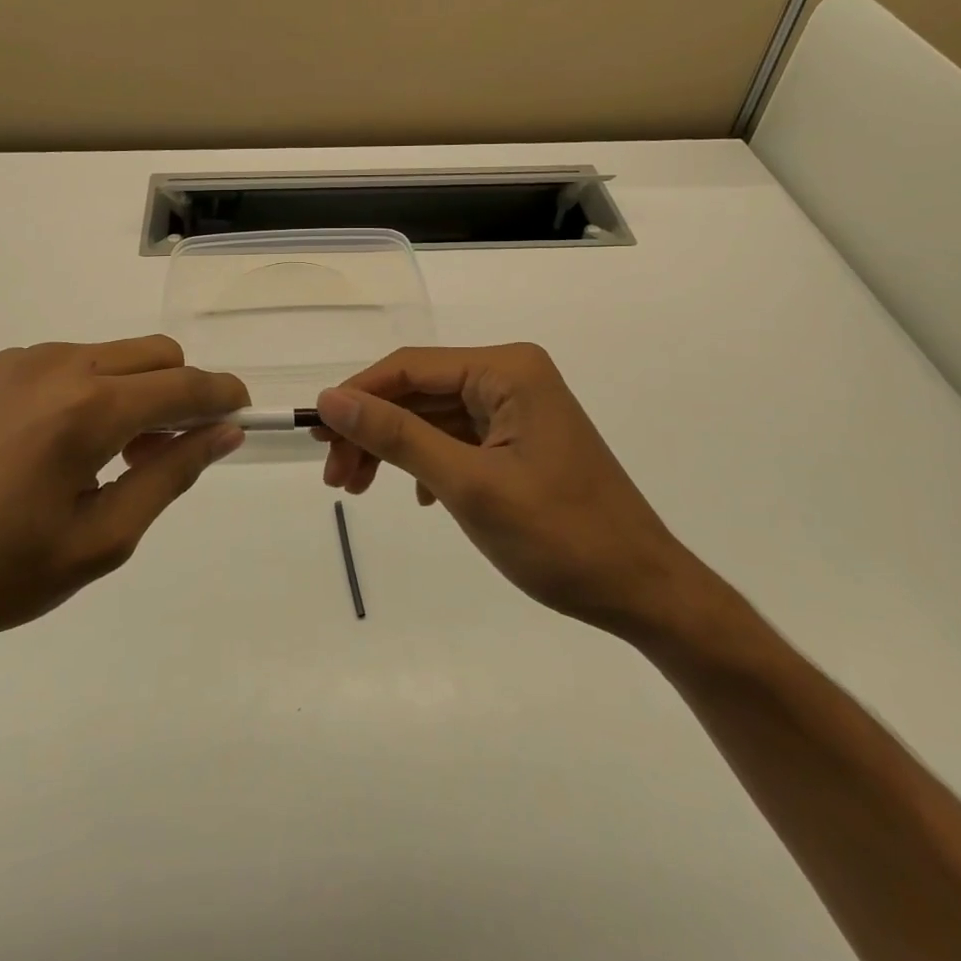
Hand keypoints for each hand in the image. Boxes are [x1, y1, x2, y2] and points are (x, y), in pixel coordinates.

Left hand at [0, 338, 246, 668]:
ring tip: (104, 455)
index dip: (223, 396)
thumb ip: (170, 475)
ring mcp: (13, 360)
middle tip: (168, 447)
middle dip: (180, 389)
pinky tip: (46, 447)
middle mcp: (56, 364)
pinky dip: (78, 391)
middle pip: (153, 352)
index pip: (185, 385)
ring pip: (105, 354)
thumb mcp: (100, 540)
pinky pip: (55, 364)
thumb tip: (223, 432)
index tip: (241, 414)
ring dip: (128, 390)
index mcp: (89, 408)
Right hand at [315, 345, 703, 636]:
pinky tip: (419, 497)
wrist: (645, 593)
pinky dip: (427, 463)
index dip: (357, 395)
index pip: (410, 367)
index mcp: (507, 370)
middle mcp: (512, 376)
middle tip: (335, 478)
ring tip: (358, 489)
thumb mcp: (467, 485)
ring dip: (394, 450)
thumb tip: (330, 398)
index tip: (316, 435)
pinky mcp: (520, 440)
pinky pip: (457, 439)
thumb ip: (397, 436)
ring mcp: (518, 409)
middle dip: (373, 431)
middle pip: (418, 392)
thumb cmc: (560, 537)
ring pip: (433, 417)